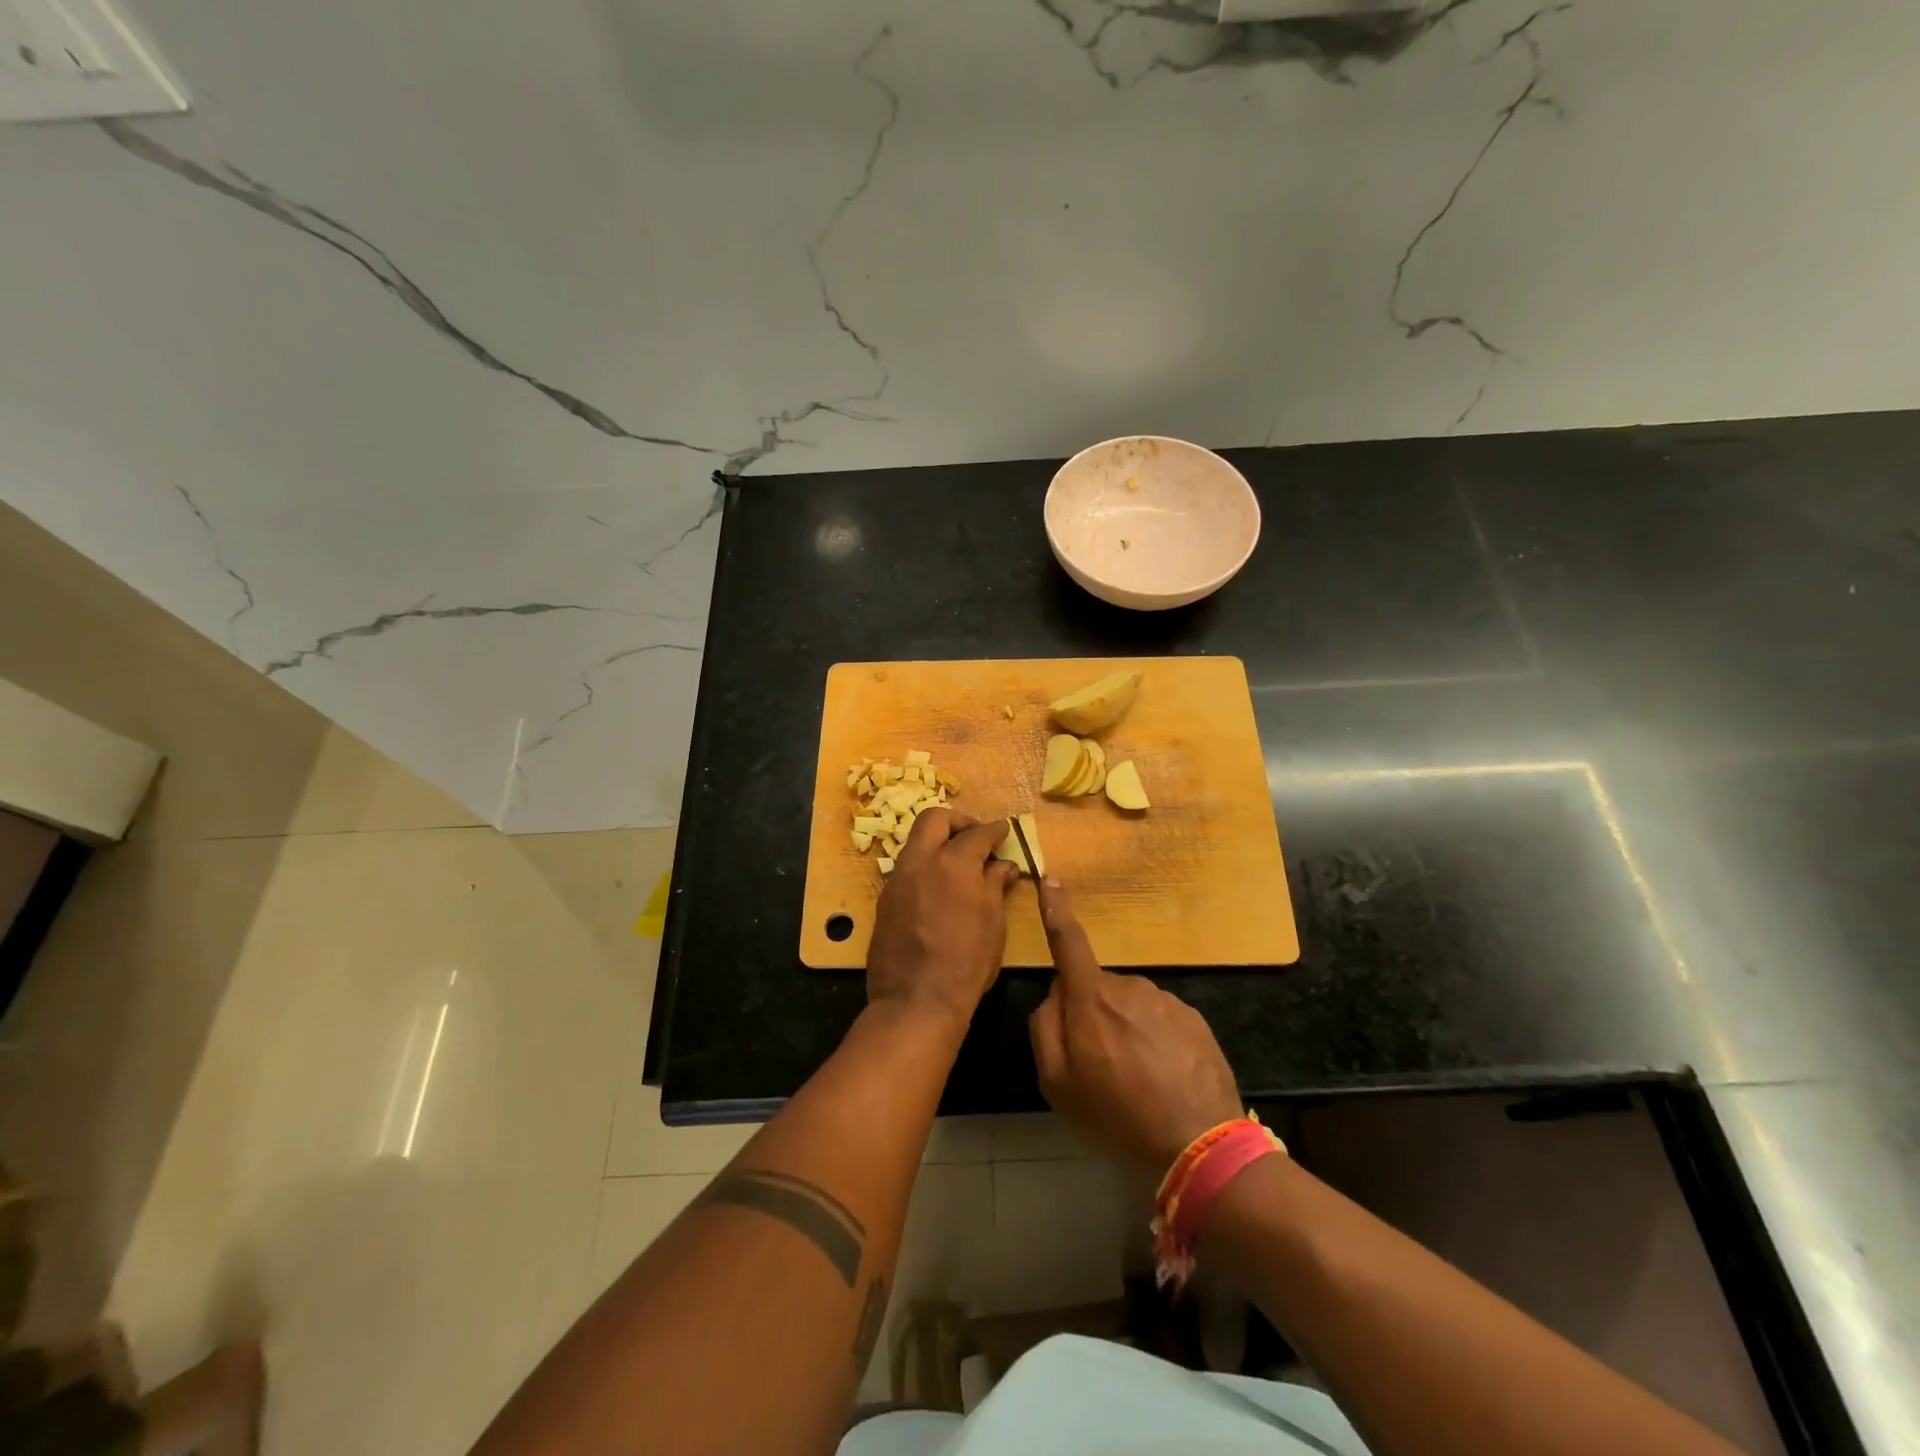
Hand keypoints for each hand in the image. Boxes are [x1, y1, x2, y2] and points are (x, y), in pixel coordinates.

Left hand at [866, 810, 1019, 1030]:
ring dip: (937, 843)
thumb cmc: (967, 962)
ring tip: (957, 863)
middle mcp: (921, 861)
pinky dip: (924, 867)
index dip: (994, 831)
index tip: (1004, 832)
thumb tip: (1003, 866)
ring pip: (915, 842)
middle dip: (957, 821)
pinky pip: (906, 868)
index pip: (977, 833)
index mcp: (953, 863)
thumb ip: (995, 885)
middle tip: (975, 837)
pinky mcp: (885, 899)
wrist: (916, 999)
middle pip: (934, 818)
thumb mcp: (993, 923)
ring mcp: (897, 879)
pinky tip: (938, 887)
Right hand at [1028, 878, 1242, 1178]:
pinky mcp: (1195, 1019)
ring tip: (1138, 1082)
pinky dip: (1157, 1043)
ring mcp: (1166, 1001)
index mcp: (1090, 998)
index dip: (1056, 910)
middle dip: (1094, 1015)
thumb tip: (1055, 996)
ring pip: (1131, 1007)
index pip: (1068, 942)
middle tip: (1101, 1068)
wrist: (1199, 1146)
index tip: (1051, 879)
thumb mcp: (1057, 1084)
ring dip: (1128, 1031)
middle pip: (1098, 989)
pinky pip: (1162, 1022)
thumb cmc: (1116, 1116)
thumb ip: (1044, 1029)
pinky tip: (1165, 1081)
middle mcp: (1129, 987)